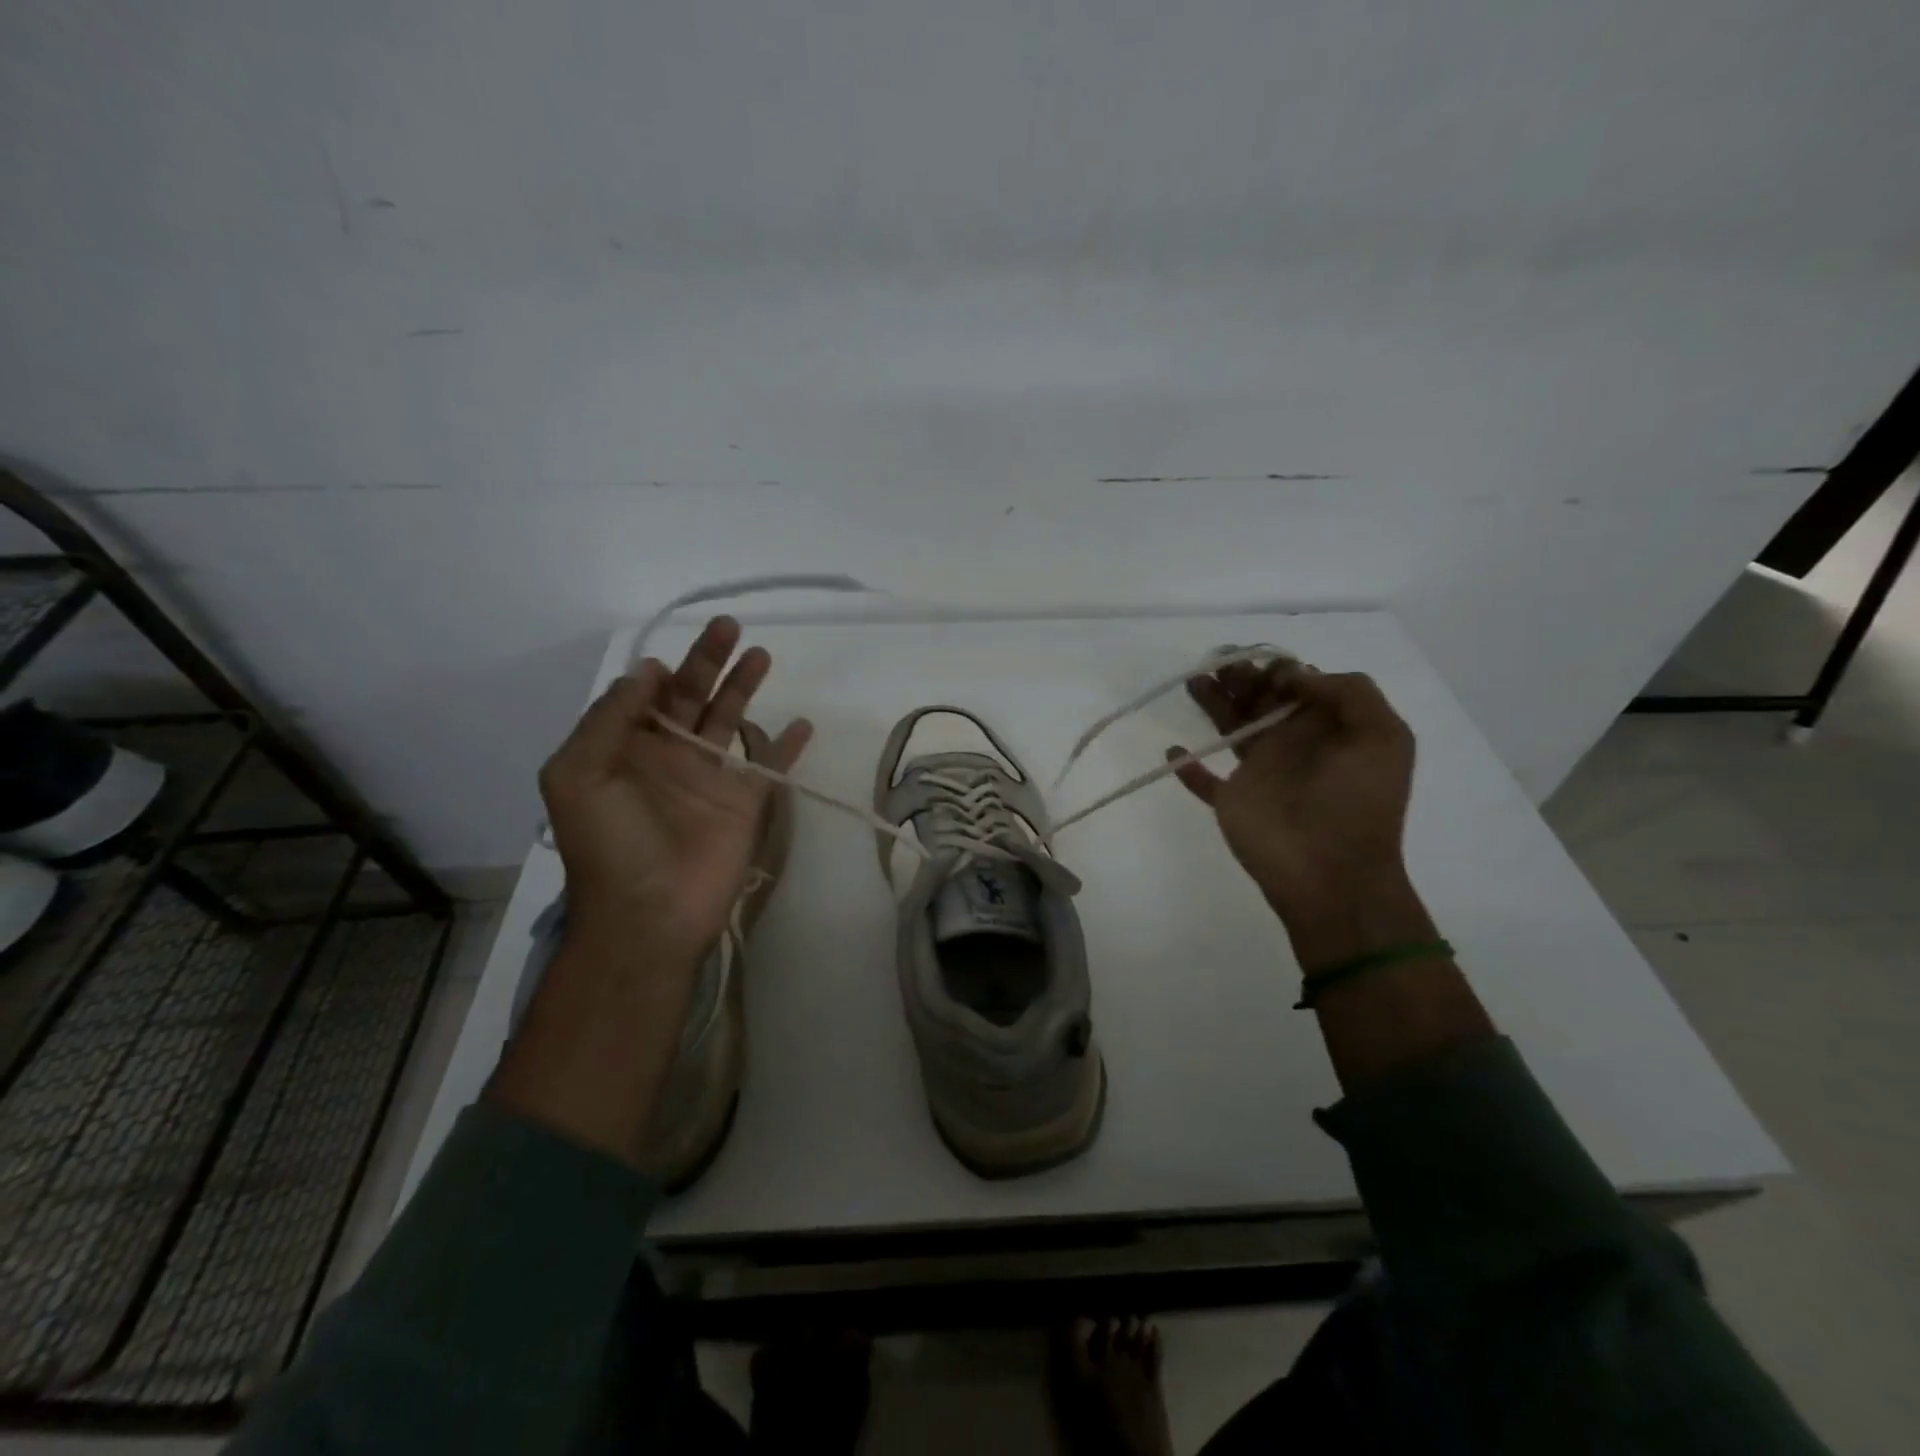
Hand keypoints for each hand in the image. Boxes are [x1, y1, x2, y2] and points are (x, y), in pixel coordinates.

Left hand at [539, 616, 811, 959]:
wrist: (650, 915)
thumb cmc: (609, 844)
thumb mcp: (577, 775)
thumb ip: (608, 719)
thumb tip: (646, 672)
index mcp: (625, 750)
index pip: (644, 698)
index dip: (656, 674)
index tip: (667, 662)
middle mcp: (668, 756)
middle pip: (691, 697)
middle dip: (708, 661)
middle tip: (729, 627)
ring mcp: (709, 778)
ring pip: (729, 720)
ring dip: (744, 687)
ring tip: (761, 653)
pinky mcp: (744, 803)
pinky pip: (768, 766)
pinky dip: (786, 745)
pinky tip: (801, 723)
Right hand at [1167, 662, 1416, 936]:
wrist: (1333, 874)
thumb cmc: (1358, 803)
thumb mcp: (1382, 737)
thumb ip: (1348, 693)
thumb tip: (1295, 675)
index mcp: (1327, 727)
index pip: (1297, 684)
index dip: (1276, 667)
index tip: (1257, 662)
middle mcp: (1292, 744)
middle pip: (1259, 700)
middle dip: (1238, 676)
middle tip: (1216, 661)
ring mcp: (1259, 773)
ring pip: (1230, 727)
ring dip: (1212, 703)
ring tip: (1193, 681)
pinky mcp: (1231, 801)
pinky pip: (1204, 781)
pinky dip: (1187, 768)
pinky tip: (1174, 751)